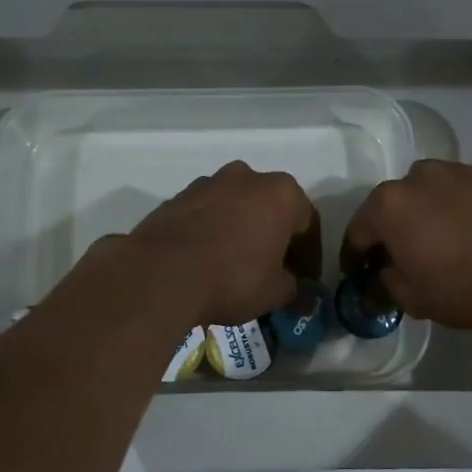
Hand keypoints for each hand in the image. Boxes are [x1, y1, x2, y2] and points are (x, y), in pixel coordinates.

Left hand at [128, 161, 320, 325]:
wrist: (161, 273)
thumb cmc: (233, 278)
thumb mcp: (275, 293)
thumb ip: (295, 289)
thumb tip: (302, 294)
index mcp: (282, 192)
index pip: (309, 224)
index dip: (310, 257)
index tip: (306, 282)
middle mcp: (248, 177)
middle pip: (272, 208)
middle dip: (276, 238)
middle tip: (275, 272)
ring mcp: (209, 183)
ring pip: (238, 207)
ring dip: (244, 231)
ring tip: (238, 266)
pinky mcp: (178, 196)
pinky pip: (208, 214)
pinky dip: (214, 232)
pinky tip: (208, 261)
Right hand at [343, 160, 471, 329]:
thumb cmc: (463, 286)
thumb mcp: (414, 298)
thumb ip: (388, 282)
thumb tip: (385, 274)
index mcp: (388, 205)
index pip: (358, 231)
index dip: (354, 255)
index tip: (355, 272)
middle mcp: (417, 177)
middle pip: (393, 204)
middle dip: (392, 228)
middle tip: (399, 255)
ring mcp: (456, 170)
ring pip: (428, 191)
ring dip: (425, 211)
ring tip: (439, 237)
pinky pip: (460, 190)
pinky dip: (457, 205)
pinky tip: (470, 228)